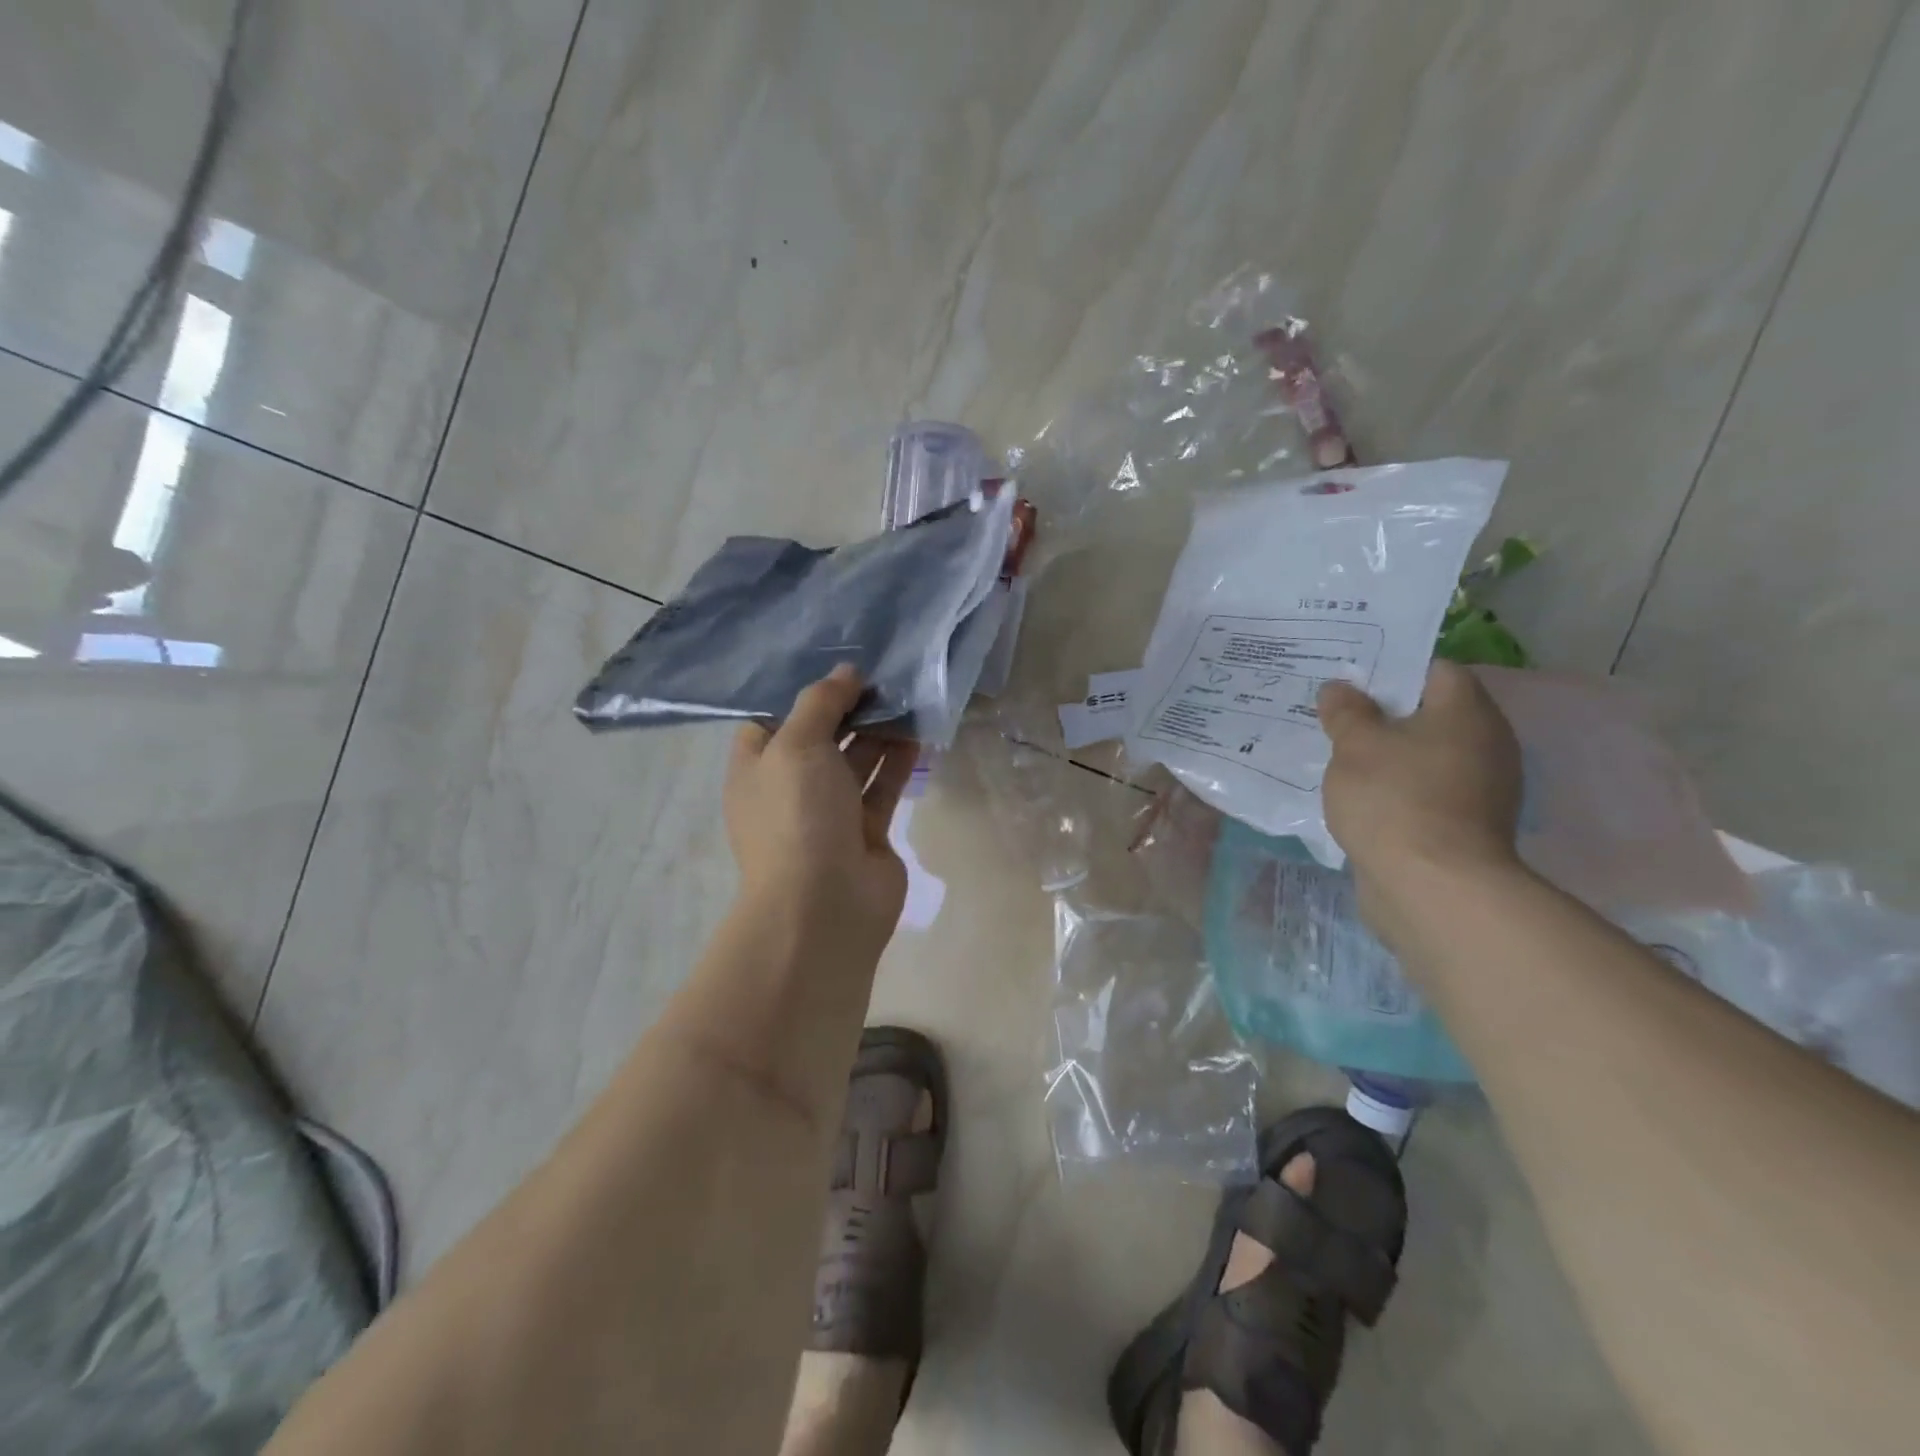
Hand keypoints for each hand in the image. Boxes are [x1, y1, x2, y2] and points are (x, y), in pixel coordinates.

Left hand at [724, 665, 917, 954]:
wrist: (824, 905)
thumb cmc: (796, 815)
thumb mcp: (796, 745)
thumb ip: (820, 703)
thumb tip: (846, 672)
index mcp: (756, 770)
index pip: (771, 722)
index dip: (799, 695)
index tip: (834, 670)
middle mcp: (790, 789)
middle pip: (819, 738)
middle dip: (847, 708)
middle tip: (881, 676)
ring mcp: (829, 813)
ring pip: (854, 761)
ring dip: (877, 732)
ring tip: (905, 696)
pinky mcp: (866, 832)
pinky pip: (882, 787)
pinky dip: (897, 761)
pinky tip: (917, 733)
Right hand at [1318, 660, 1522, 885]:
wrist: (1433, 888)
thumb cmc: (1395, 799)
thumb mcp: (1355, 746)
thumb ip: (1346, 712)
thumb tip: (1338, 688)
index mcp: (1468, 712)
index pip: (1434, 670)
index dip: (1391, 669)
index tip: (1349, 678)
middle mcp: (1486, 744)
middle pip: (1430, 715)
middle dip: (1383, 715)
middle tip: (1335, 716)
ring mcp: (1480, 790)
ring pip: (1425, 756)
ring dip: (1388, 756)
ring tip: (1339, 756)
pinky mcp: (1464, 827)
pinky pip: (1424, 792)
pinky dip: (1396, 790)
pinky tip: (1360, 797)